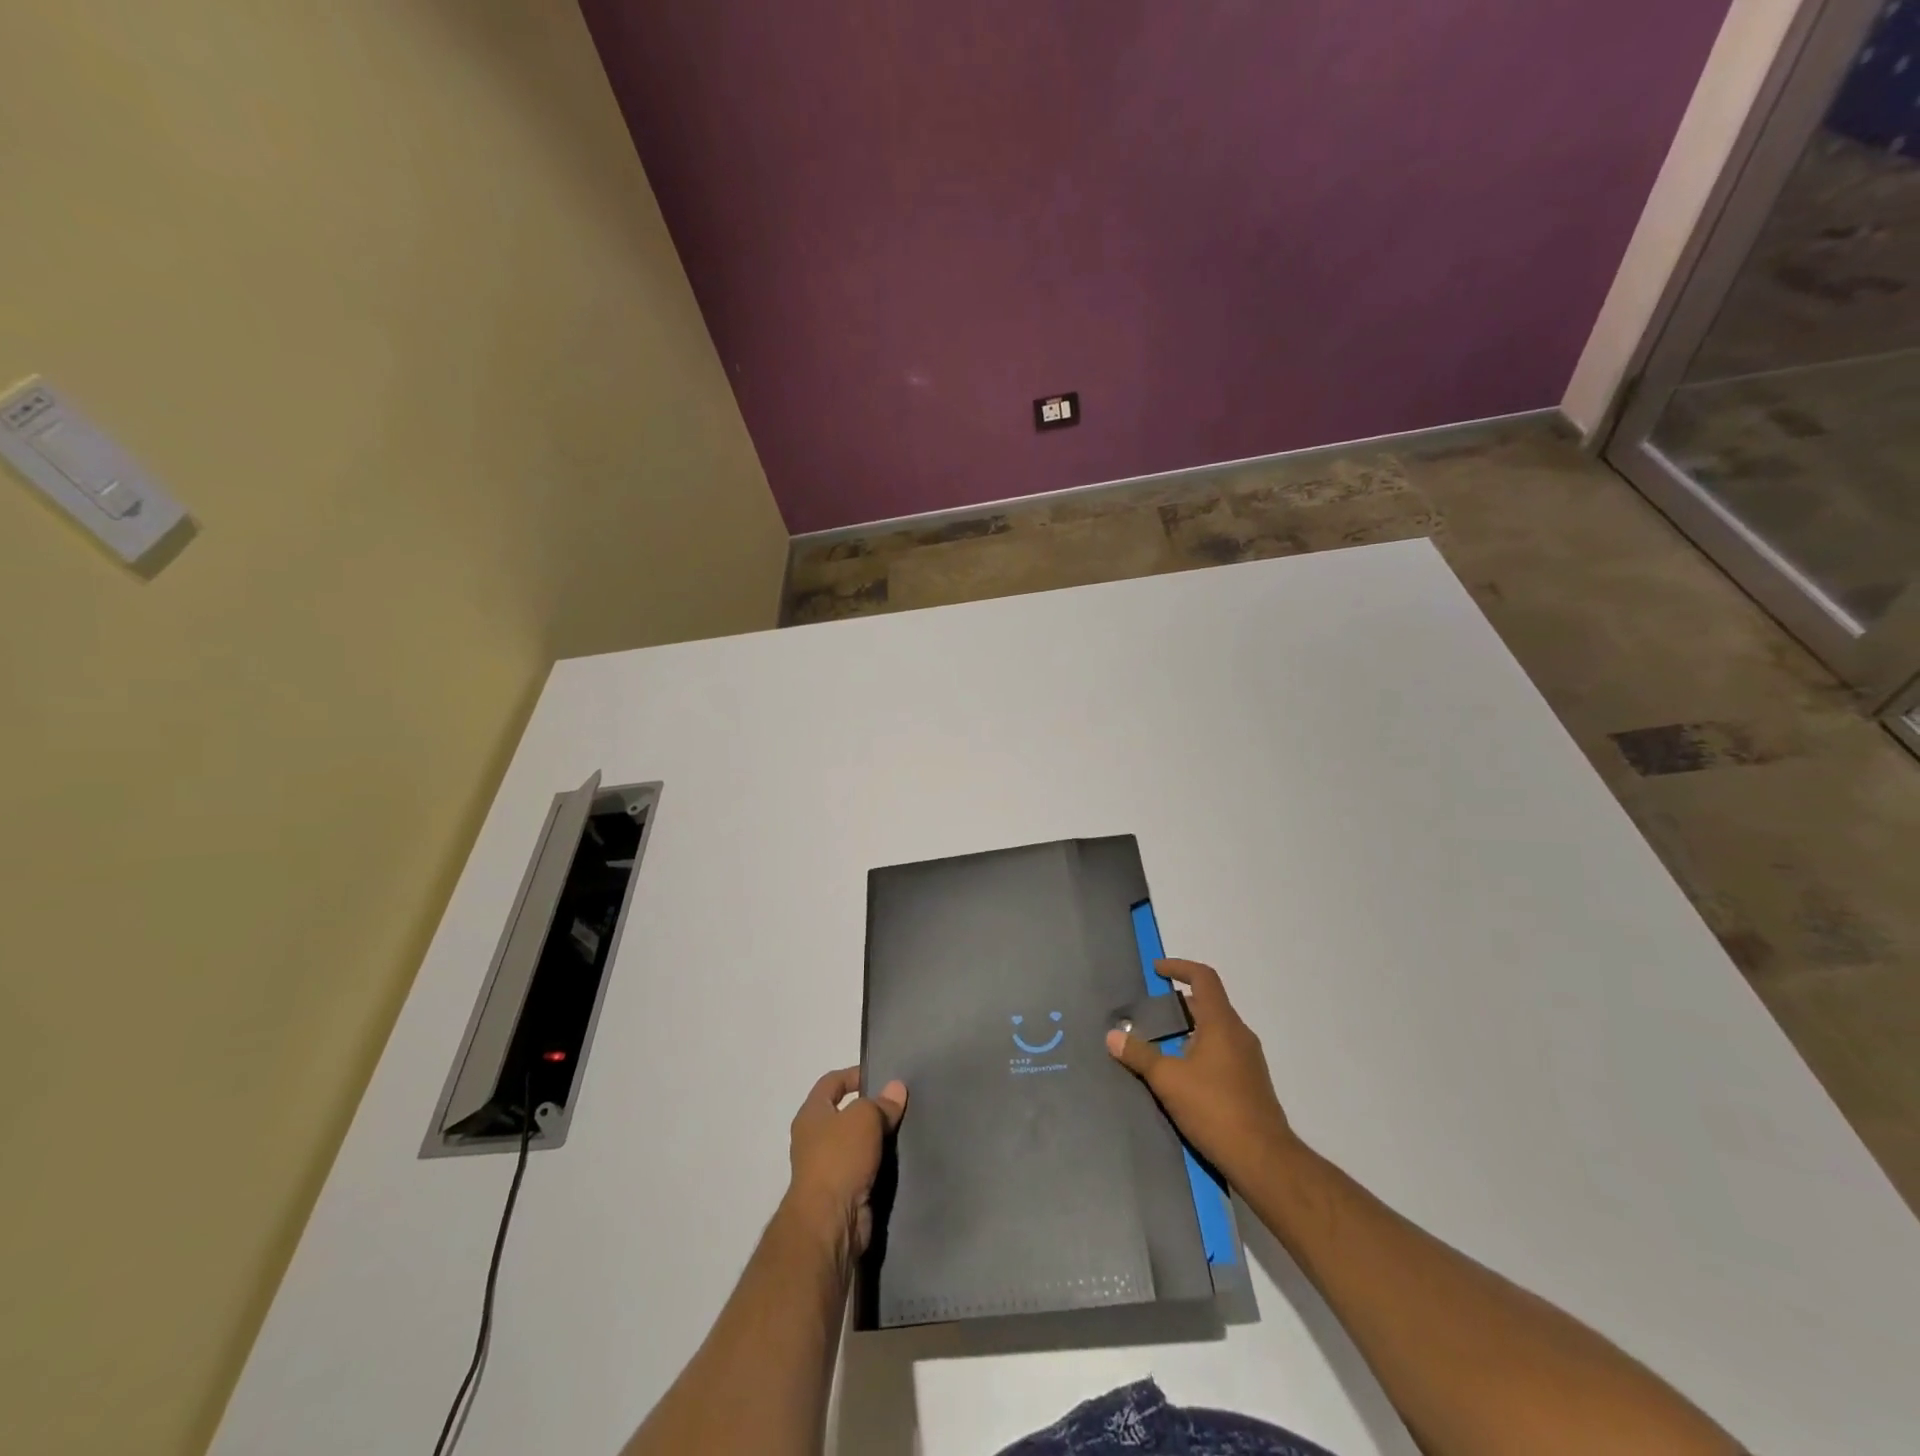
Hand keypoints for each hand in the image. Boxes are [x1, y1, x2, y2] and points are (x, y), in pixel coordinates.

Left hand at [782, 1067, 906, 1265]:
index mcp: (811, 1114)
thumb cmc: (840, 1158)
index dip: (854, 1074)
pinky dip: (880, 1163)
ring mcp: (827, 1167)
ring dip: (877, 1138)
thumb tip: (896, 1088)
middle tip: (899, 1103)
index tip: (881, 1075)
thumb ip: (881, 1102)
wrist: (830, 1222)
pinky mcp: (842, 1192)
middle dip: (871, 1108)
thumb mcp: (864, 1118)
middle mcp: (815, 1138)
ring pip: (857, 1143)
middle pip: (845, 1113)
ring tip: (905, 1128)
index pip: (831, 1082)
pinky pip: (864, 1168)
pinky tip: (901, 1157)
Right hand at [1105, 959, 1294, 1183]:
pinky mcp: (1251, 1083)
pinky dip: (1200, 1048)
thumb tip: (1113, 1035)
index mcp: (1222, 1023)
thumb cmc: (1215, 1109)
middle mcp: (1239, 1034)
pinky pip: (1222, 1051)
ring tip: (1160, 1042)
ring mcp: (1249, 1059)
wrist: (1264, 1160)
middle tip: (1150, 1012)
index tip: (1157, 970)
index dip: (1179, 967)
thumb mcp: (1168, 1080)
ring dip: (1189, 1028)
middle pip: (1209, 1003)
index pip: (1204, 978)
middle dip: (1179, 1003)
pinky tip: (1181, 1073)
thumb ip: (1139, 1055)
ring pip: (1215, 1029)